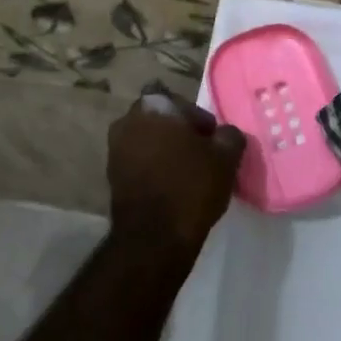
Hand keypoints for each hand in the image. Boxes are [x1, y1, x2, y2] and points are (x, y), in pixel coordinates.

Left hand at [108, 88, 246, 256]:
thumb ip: (230, 135)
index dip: (199, 121)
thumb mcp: (226, 157)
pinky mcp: (111, 175)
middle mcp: (128, 120)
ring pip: (149, 141)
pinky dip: (153, 168)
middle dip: (180, 134)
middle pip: (162, 121)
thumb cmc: (192, 186)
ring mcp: (115, 148)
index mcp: (154, 106)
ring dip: (165, 151)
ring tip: (187, 173)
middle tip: (201, 155)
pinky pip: (139, 162)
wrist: (154, 236)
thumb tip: (226, 134)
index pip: (182, 103)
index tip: (212, 141)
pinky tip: (171, 186)